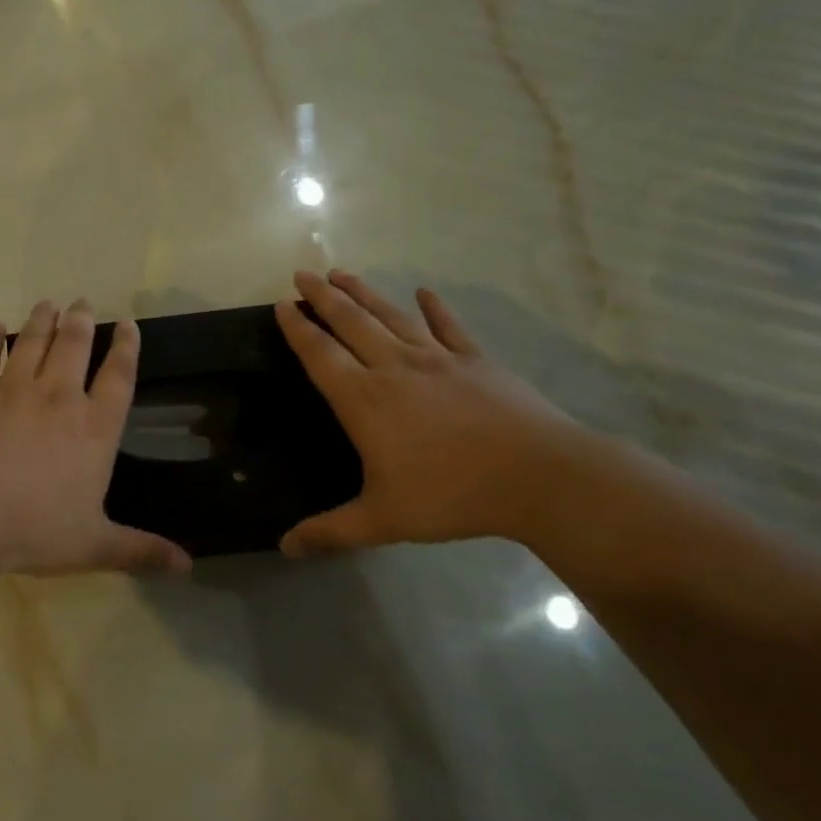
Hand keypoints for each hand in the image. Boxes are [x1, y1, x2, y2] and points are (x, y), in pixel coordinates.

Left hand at [0, 300, 192, 578]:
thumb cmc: (32, 530)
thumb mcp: (93, 546)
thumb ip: (140, 551)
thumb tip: (188, 566)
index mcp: (93, 429)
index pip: (118, 378)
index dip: (126, 348)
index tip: (128, 325)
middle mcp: (57, 397)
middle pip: (74, 346)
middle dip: (81, 321)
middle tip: (82, 302)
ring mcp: (12, 389)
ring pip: (32, 341)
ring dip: (42, 320)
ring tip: (48, 303)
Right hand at [276, 271, 592, 555]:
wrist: (537, 476)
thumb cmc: (451, 495)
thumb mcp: (382, 520)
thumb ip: (331, 531)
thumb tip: (285, 547)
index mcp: (364, 400)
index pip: (320, 354)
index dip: (298, 328)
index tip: (283, 303)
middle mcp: (394, 368)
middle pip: (351, 322)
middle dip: (324, 296)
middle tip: (303, 273)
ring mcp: (438, 359)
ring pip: (391, 316)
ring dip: (364, 292)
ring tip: (343, 273)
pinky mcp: (476, 361)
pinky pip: (448, 326)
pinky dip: (434, 308)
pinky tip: (424, 292)